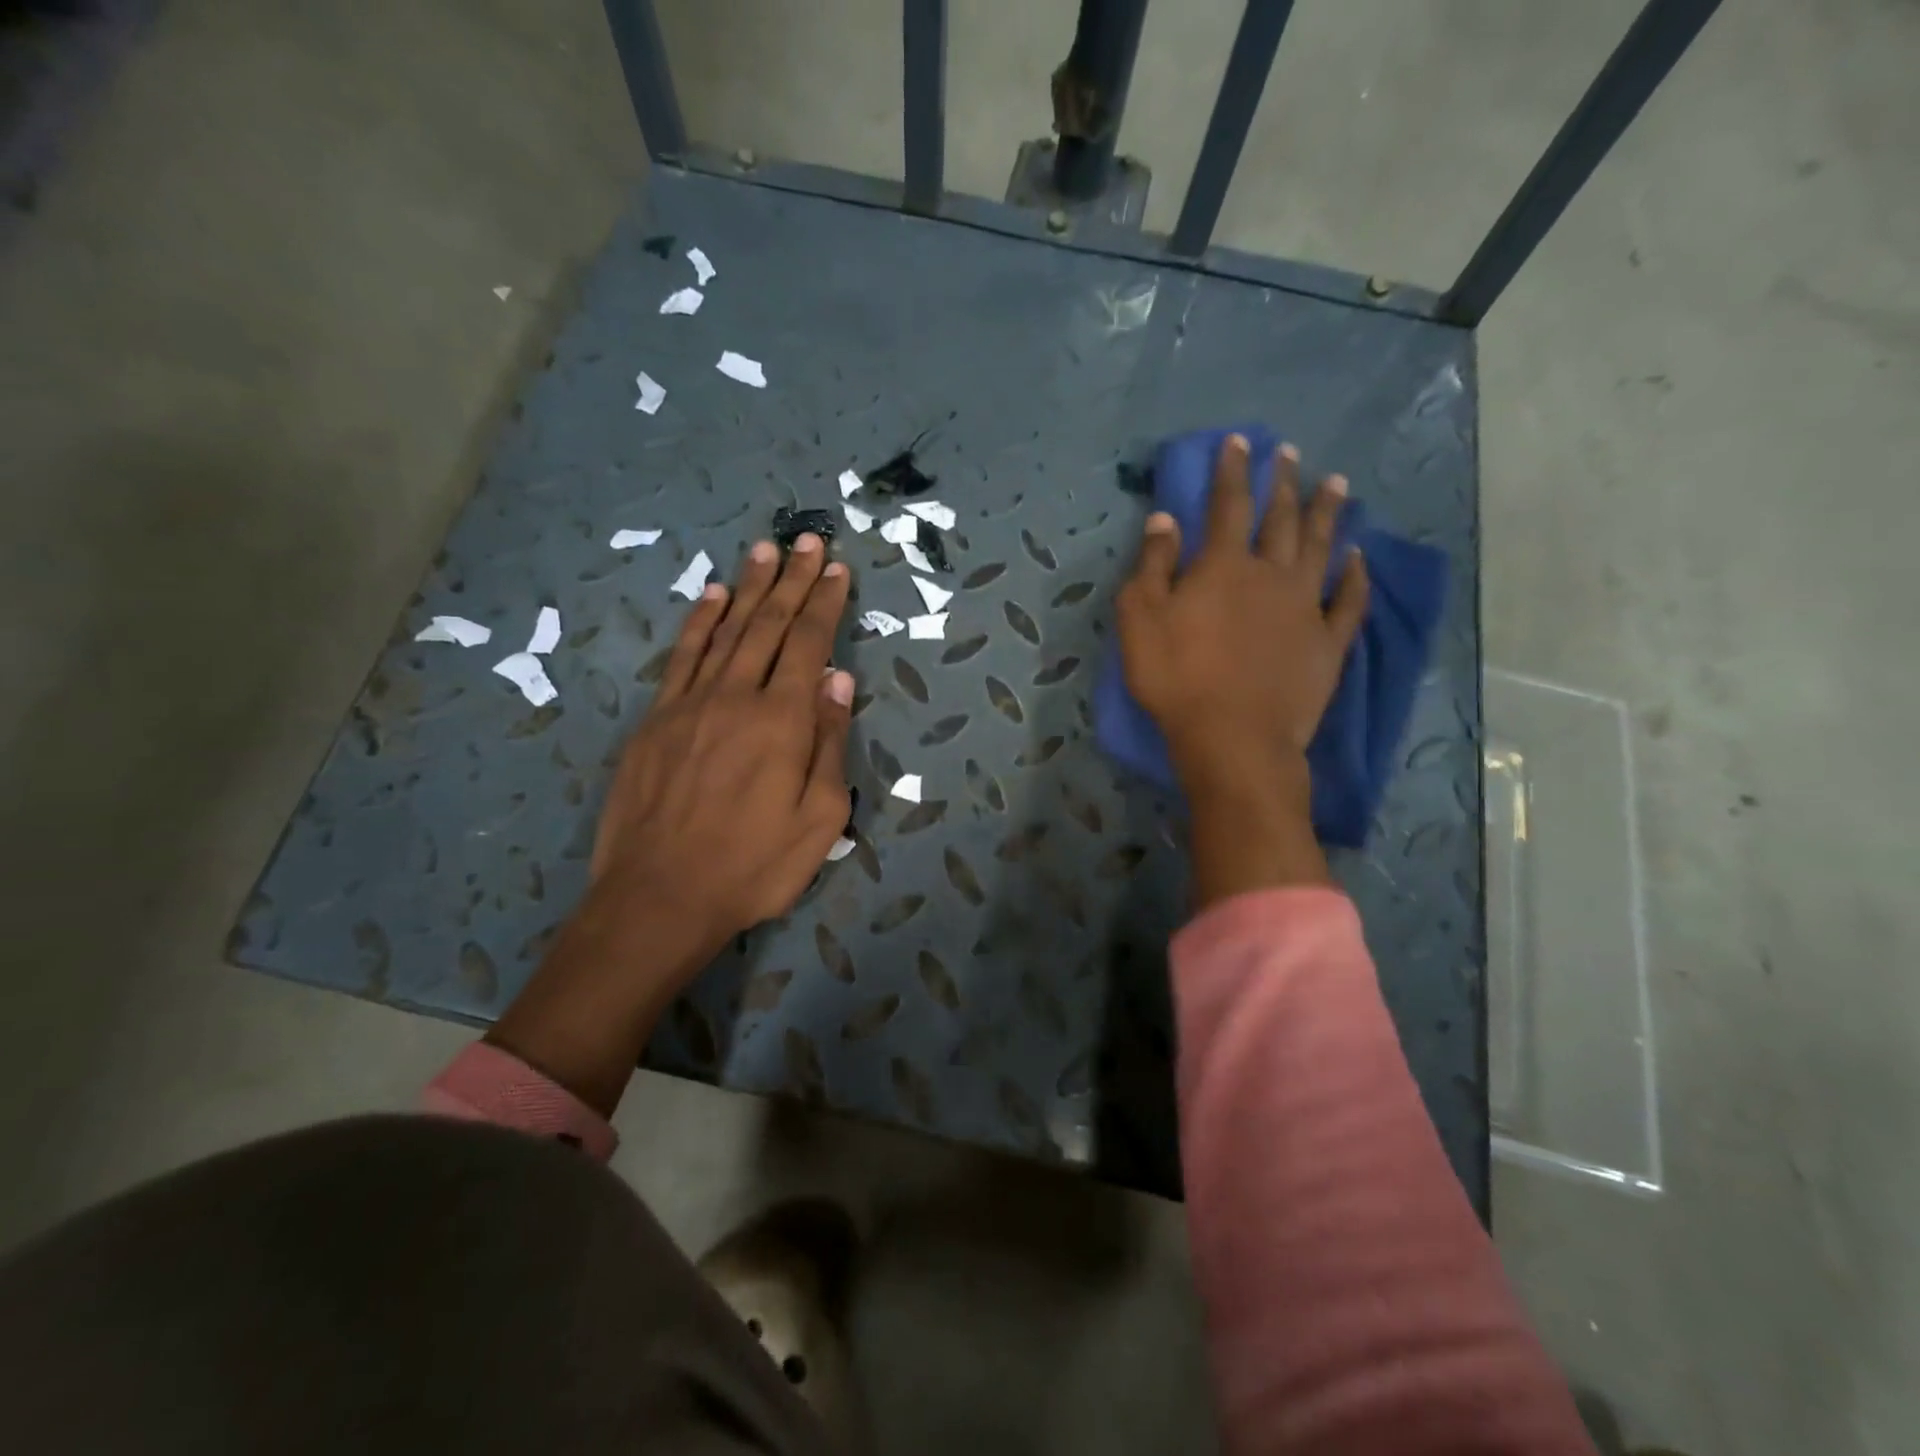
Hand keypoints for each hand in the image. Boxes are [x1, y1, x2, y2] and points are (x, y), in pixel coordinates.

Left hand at [590, 533, 854, 949]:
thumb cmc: (753, 866)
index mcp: (782, 721)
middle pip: (768, 626)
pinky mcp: (655, 721)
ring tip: (763, 551)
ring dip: (748, 588)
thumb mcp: (820, 820)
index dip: (824, 603)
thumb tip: (838, 682)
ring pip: (725, 631)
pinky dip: (699, 623)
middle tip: (806, 541)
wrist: (659, 898)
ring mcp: (689, 705)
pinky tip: (712, 597)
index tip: (836, 569)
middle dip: (791, 581)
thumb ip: (829, 745)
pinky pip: (681, 658)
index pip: (808, 645)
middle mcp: (736, 697)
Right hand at [1116, 434, 1367, 904]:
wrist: (1232, 737)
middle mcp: (1271, 575)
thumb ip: (1152, 566)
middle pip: (1281, 519)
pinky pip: (1349, 601)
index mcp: (1223, 566)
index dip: (1232, 471)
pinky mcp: (1327, 643)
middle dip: (1283, 482)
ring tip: (1337, 484)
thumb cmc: (1176, 678)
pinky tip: (1360, 558)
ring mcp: (1306, 607)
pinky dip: (1356, 576)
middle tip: (1291, 453)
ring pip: (1321, 548)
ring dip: (1328, 514)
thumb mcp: (1140, 620)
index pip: (1228, 505)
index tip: (1239, 442)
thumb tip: (1164, 519)